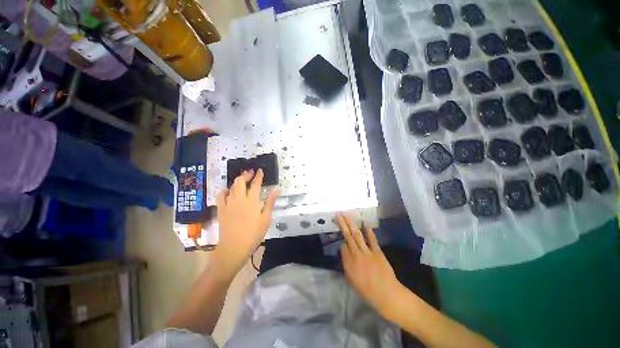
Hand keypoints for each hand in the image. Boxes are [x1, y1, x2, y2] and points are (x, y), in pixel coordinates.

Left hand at [213, 169, 278, 276]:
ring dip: (237, 181)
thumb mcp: (266, 218)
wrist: (233, 247)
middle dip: (246, 174)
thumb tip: (276, 189)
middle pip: (240, 181)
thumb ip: (270, 202)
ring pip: (231, 186)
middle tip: (251, 172)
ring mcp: (228, 204)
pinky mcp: (221, 210)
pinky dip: (225, 191)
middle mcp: (239, 199)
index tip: (260, 170)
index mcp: (251, 201)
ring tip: (242, 179)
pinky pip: (220, 196)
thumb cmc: (253, 234)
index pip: (255, 184)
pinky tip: (228, 191)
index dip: (258, 176)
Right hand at [338, 213, 400, 316]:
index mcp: (348, 264)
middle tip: (338, 214)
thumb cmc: (367, 291)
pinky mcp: (377, 251)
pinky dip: (368, 230)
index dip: (342, 243)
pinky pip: (371, 239)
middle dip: (342, 223)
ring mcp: (366, 252)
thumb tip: (345, 253)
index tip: (344, 242)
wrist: (386, 294)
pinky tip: (364, 222)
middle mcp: (355, 254)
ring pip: (356, 234)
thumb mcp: (351, 281)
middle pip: (347, 236)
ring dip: (351, 223)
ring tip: (347, 214)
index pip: (342, 247)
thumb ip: (346, 265)